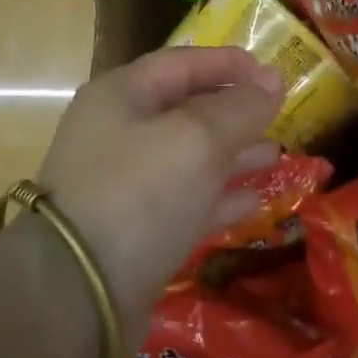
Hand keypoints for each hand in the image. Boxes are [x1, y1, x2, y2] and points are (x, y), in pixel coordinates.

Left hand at [38, 46, 283, 347]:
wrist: (78, 293)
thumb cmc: (139, 193)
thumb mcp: (197, 139)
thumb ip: (239, 108)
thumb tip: (272, 81)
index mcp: (122, 97)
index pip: (181, 64)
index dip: (227, 64)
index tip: (271, 71)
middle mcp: (119, 134)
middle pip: (186, 110)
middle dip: (234, 112)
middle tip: (279, 115)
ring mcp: (125, 185)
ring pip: (189, 158)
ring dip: (232, 155)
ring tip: (274, 155)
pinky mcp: (136, 231)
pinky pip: (186, 202)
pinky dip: (219, 199)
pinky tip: (254, 202)